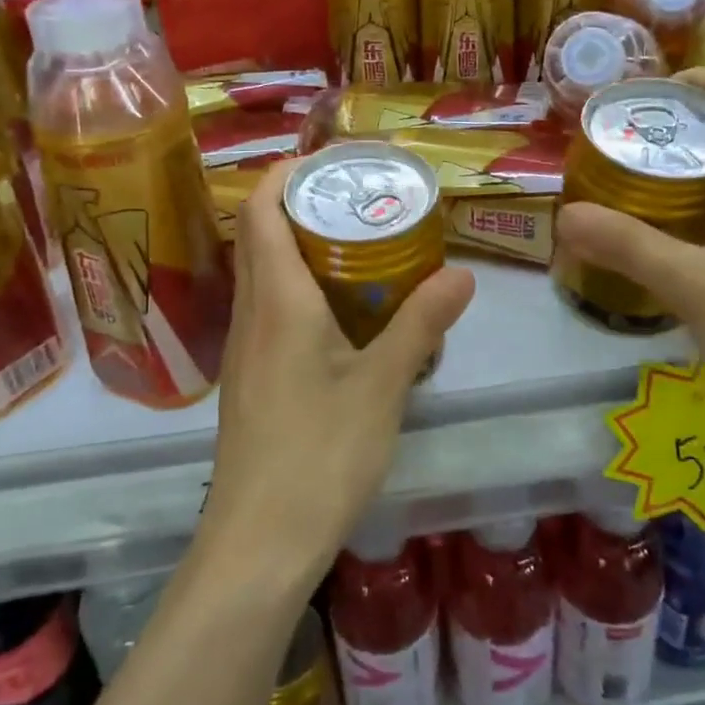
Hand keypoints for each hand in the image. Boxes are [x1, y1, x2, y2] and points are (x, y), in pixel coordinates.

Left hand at [202, 160, 475, 584]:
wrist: (257, 543)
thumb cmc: (319, 455)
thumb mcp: (382, 386)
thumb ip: (420, 325)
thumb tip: (461, 275)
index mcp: (277, 301)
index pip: (262, 210)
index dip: (285, 173)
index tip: (330, 161)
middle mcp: (251, 314)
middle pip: (261, 236)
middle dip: (302, 206)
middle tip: (360, 200)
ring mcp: (244, 349)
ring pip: (264, 275)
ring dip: (300, 249)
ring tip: (359, 246)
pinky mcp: (250, 380)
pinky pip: (269, 311)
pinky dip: (299, 290)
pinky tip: (342, 314)